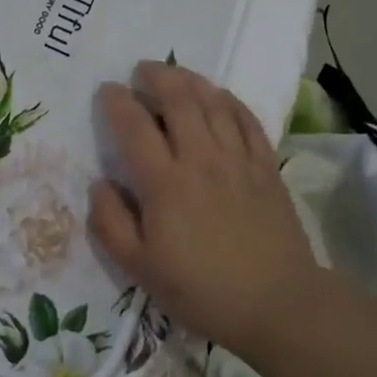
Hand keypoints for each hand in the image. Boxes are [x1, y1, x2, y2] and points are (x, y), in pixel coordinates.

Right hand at [89, 61, 317, 353]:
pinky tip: (219, 96)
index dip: (117, 101)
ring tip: (176, 74)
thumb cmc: (201, 290)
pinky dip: (229, 100)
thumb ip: (111, 224)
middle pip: (178, 99)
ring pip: (213, 101)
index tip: (108, 90)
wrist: (277, 305)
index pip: (134, 126)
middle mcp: (200, 158)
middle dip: (156, 76)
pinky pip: (247, 119)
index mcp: (164, 183)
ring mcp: (238, 158)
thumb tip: (99, 183)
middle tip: (142, 70)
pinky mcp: (266, 165)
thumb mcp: (140, 268)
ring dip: (191, 80)